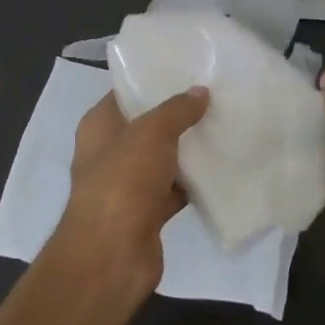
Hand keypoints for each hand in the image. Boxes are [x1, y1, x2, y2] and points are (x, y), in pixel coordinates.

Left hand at [52, 86, 208, 297]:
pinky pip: (175, 188)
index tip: (189, 68)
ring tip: (225, 124)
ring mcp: (128, 184)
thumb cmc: (123, 182)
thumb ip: (176, 110)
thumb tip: (200, 92)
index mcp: (99, 126)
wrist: (112, 255)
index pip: (126, 92)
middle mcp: (110, 151)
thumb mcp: (151, 133)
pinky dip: (194, 181)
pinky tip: (222, 166)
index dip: (154, 79)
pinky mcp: (147, 211)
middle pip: (148, 124)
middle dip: (178, 113)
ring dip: (189, 148)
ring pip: (164, 157)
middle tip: (216, 94)